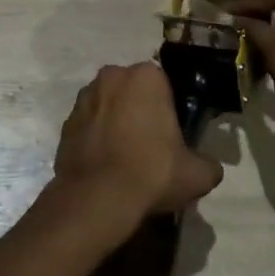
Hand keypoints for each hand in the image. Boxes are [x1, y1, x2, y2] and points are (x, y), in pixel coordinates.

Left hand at [52, 62, 223, 225]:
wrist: (96, 199)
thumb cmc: (151, 173)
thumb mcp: (197, 174)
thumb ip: (209, 164)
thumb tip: (209, 167)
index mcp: (146, 76)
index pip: (165, 85)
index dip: (169, 110)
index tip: (173, 135)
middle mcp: (112, 75)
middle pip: (134, 91)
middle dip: (141, 111)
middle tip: (152, 146)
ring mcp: (85, 97)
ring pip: (109, 105)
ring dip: (117, 121)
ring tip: (127, 158)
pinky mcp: (66, 122)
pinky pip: (89, 125)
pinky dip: (97, 138)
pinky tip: (106, 165)